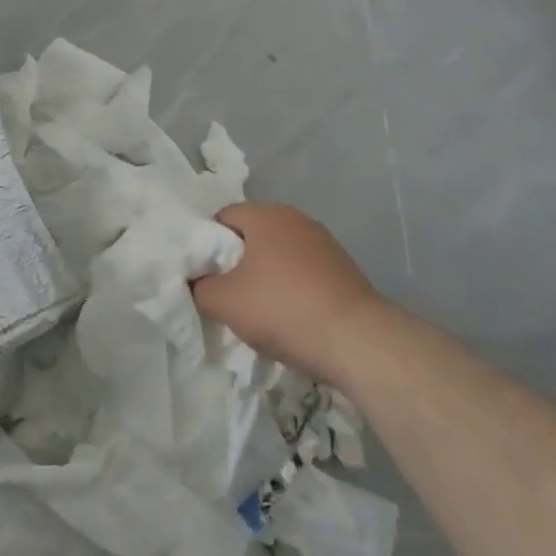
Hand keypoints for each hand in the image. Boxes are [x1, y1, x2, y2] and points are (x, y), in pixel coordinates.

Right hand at [191, 201, 379, 383]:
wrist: (358, 341)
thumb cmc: (283, 308)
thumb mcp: (224, 302)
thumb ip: (200, 287)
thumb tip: (197, 282)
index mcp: (266, 214)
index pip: (222, 217)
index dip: (207, 245)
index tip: (203, 275)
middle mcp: (296, 218)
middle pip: (252, 235)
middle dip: (236, 262)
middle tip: (226, 294)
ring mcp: (324, 243)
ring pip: (279, 255)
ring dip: (266, 277)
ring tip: (259, 311)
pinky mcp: (344, 270)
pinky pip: (304, 273)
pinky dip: (292, 289)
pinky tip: (290, 318)